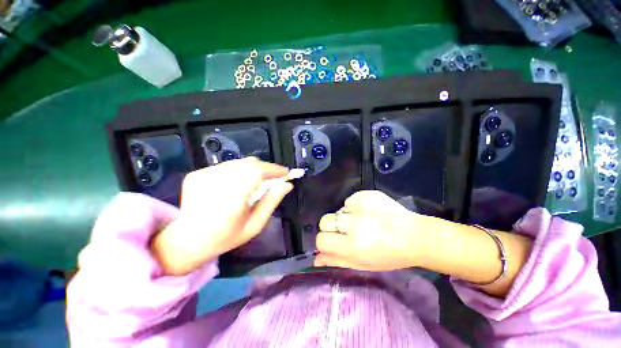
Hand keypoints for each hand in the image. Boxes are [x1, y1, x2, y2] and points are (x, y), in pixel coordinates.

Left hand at [152, 157, 293, 275]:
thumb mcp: (255, 224)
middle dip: (265, 169)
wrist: (186, 240)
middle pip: (249, 163)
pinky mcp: (197, 173)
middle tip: (273, 179)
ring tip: (256, 182)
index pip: (258, 171)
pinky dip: (238, 171)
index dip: (274, 169)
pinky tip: (237, 184)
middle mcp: (217, 181)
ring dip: (252, 169)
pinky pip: (226, 166)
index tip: (286, 173)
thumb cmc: (225, 237)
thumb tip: (288, 185)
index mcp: (232, 197)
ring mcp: (204, 175)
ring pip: (239, 162)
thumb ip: (272, 201)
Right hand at [314, 190, 424, 271]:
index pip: (322, 239)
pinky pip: (350, 201)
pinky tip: (369, 212)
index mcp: (352, 245)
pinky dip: (355, 207)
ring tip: (363, 221)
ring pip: (338, 210)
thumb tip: (316, 259)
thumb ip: (337, 260)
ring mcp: (360, 205)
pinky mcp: (366, 194)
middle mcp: (353, 223)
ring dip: (345, 217)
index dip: (326, 241)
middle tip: (347, 231)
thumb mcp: (362, 263)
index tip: (334, 242)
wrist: (414, 236)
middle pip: (325, 220)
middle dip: (332, 227)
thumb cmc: (389, 255)